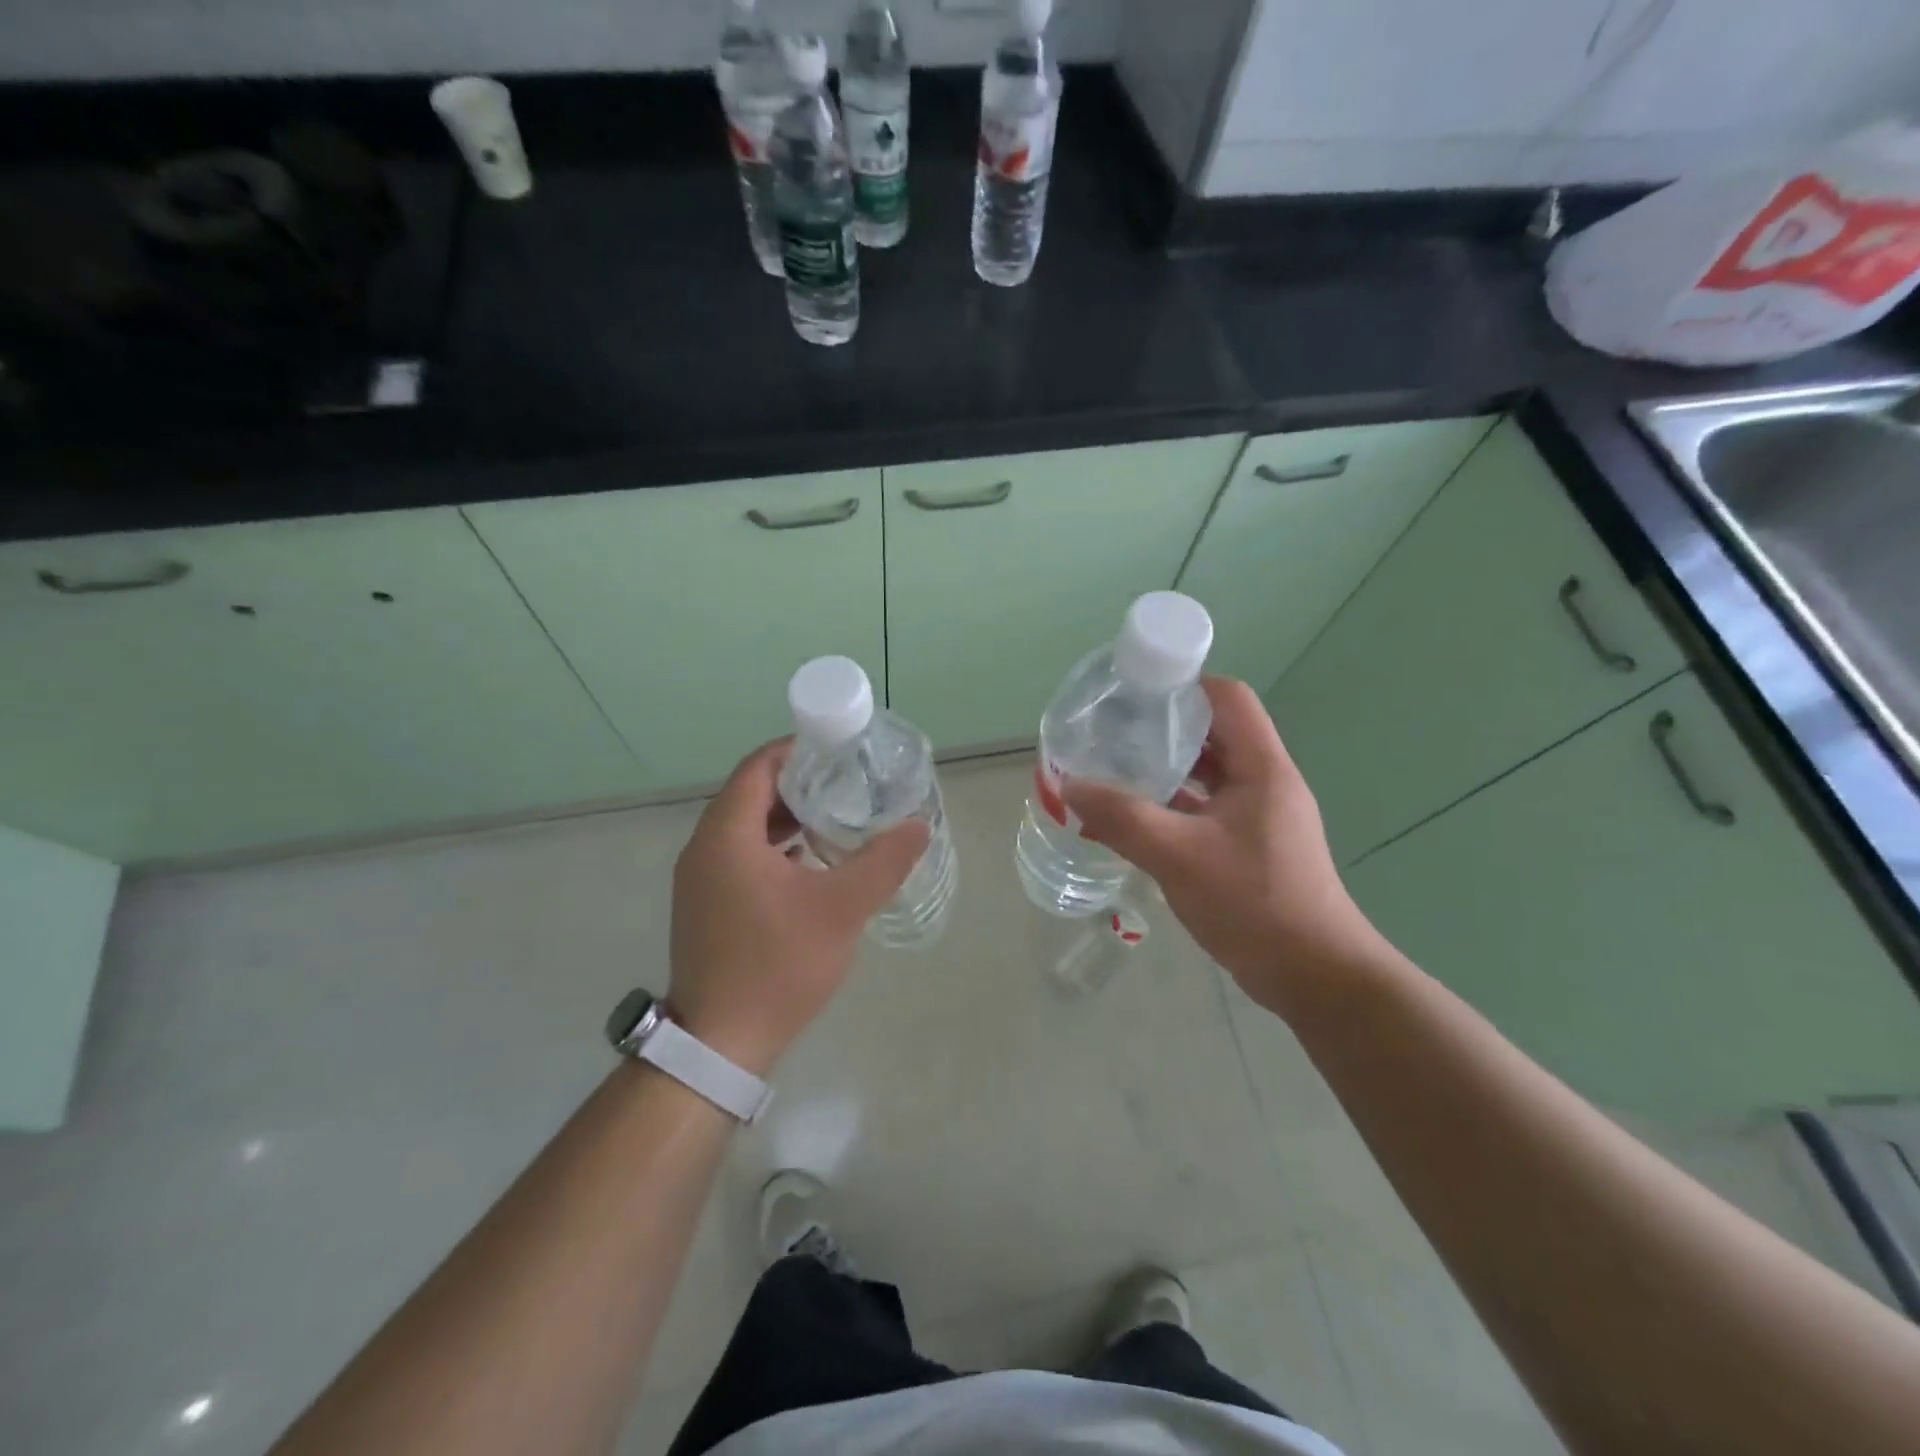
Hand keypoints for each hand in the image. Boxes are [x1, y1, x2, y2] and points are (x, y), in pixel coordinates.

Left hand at [668, 739, 929, 1075]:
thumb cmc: (777, 965)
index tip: (841, 749)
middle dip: (801, 782)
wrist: (720, 1042)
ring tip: (838, 817)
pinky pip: (741, 854)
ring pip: (746, 826)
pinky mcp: (706, 903)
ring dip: (789, 816)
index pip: (760, 766)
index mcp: (727, 834)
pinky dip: (775, 846)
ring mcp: (700, 878)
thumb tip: (918, 826)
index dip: (799, 750)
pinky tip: (813, 861)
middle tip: (849, 782)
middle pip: (753, 792)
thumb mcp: (841, 909)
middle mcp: (704, 847)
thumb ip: (883, 862)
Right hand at [1062, 677, 1384, 1017]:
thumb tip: (1068, 785)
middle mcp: (1264, 783)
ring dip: (1164, 771)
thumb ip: (1122, 817)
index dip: (1184, 686)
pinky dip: (1170, 808)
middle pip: (1214, 734)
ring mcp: (1258, 817)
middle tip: (1111, 732)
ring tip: (1113, 771)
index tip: (1134, 694)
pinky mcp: (1249, 847)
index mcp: (1262, 768)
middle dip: (1163, 729)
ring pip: (1207, 776)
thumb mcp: (1178, 855)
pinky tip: (1131, 821)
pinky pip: (1204, 811)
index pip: (1229, 698)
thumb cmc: (1254, 903)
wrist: (1314, 977)